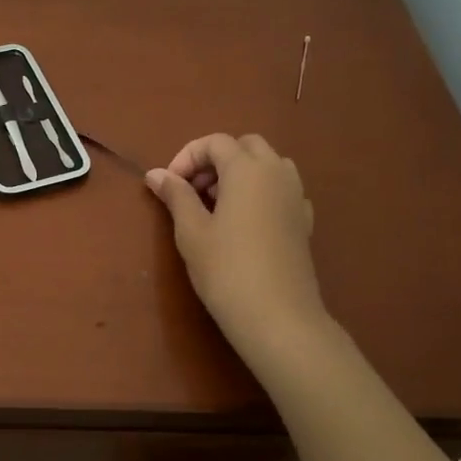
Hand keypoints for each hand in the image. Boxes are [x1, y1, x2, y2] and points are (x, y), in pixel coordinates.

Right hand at [144, 133, 325, 353]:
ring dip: (240, 174)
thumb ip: (176, 195)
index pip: (215, 142)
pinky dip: (259, 193)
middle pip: (246, 147)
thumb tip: (156, 174)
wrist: (278, 317)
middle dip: (216, 160)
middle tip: (193, 191)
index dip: (187, 157)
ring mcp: (296, 197)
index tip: (170, 186)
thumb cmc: (226, 269)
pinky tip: (243, 224)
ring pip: (268, 165)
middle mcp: (276, 174)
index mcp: (247, 169)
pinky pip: (281, 191)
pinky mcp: (303, 222)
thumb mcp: (191, 231)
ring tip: (216, 206)